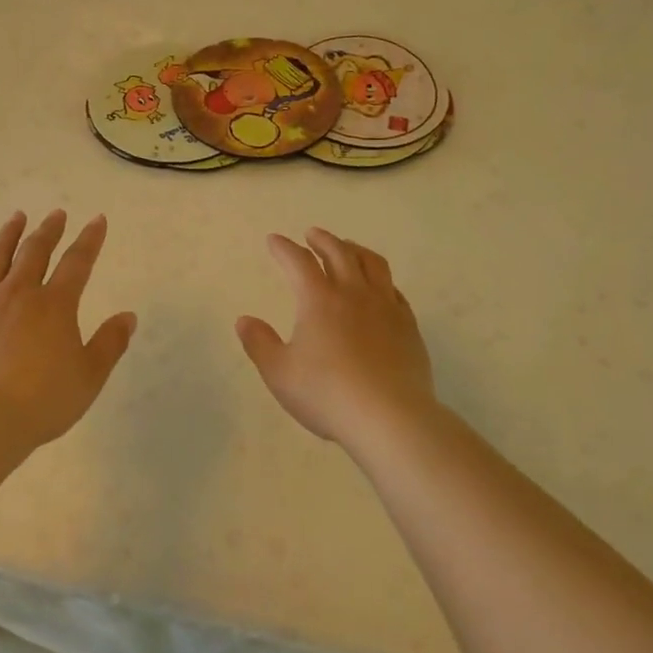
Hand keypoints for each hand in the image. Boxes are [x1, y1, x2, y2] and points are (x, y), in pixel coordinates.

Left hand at [0, 210, 136, 450]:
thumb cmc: (43, 400)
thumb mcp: (89, 376)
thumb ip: (110, 343)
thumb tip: (128, 316)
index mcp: (55, 305)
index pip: (77, 263)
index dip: (90, 240)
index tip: (97, 220)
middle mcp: (19, 294)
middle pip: (35, 252)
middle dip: (49, 230)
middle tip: (56, 214)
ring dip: (8, 235)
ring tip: (16, 217)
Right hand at [237, 228, 437, 448]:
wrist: (389, 417)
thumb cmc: (327, 394)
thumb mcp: (279, 373)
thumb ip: (259, 343)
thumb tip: (244, 320)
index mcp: (319, 300)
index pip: (298, 262)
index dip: (284, 248)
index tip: (274, 240)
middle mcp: (353, 294)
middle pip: (339, 253)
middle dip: (322, 240)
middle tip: (312, 235)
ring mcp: (385, 307)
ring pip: (372, 264)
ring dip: (355, 250)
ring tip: (348, 248)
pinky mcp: (408, 326)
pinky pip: (394, 290)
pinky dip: (380, 280)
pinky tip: (379, 288)